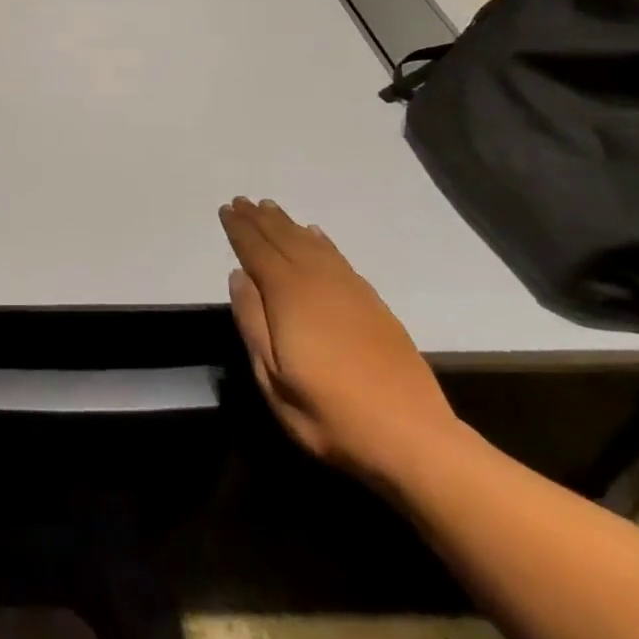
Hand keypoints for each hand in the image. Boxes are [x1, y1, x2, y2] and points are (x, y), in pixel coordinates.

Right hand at [221, 196, 458, 480]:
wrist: (412, 437)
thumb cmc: (329, 412)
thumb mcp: (272, 377)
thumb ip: (251, 321)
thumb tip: (239, 276)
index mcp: (288, 295)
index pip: (256, 251)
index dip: (239, 229)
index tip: (226, 210)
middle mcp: (318, 281)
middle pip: (283, 240)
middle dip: (260, 220)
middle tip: (242, 201)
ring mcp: (350, 290)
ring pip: (311, 244)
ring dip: (288, 224)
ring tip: (270, 208)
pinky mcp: (373, 303)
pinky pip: (338, 257)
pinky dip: (321, 241)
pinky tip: (315, 234)